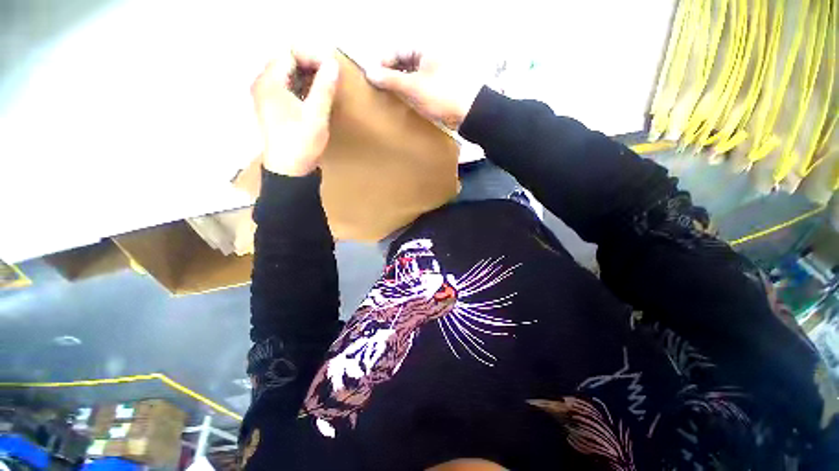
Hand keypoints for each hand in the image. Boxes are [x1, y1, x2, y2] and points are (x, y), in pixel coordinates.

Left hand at [251, 50, 338, 176]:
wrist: (290, 171)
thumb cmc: (301, 143)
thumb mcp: (316, 115)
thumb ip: (324, 88)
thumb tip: (333, 64)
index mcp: (270, 82)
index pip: (289, 53)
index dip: (312, 56)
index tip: (331, 68)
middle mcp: (263, 85)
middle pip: (285, 62)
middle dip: (309, 65)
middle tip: (330, 76)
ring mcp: (265, 97)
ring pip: (286, 75)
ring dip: (306, 76)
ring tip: (325, 86)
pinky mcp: (272, 108)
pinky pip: (286, 88)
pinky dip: (301, 87)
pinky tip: (314, 97)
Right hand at [365, 52, 481, 130]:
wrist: (469, 112)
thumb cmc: (442, 95)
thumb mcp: (413, 87)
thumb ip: (391, 79)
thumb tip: (369, 73)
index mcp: (425, 48)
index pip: (397, 50)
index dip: (384, 63)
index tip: (374, 78)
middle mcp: (431, 56)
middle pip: (405, 62)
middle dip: (392, 74)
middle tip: (382, 89)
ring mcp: (437, 71)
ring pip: (413, 74)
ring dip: (402, 84)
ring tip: (392, 96)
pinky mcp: (440, 86)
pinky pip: (422, 85)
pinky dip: (413, 91)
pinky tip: (407, 101)